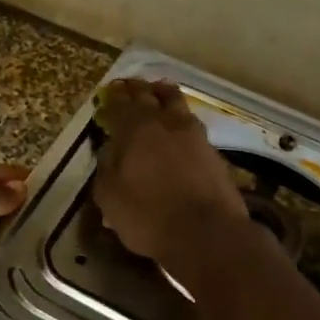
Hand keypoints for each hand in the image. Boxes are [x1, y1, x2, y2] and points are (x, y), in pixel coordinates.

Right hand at [92, 79, 245, 262]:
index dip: (113, 96)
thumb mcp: (109, 196)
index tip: (109, 91)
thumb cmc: (148, 216)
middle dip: (138, 89)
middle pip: (151, 95)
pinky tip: (179, 129)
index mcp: (135, 129)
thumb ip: (106, 168)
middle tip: (130, 85)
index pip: (121, 103)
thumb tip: (110, 151)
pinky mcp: (213, 152)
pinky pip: (192, 126)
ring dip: (164, 96)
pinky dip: (181, 121)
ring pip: (177, 104)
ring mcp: (194, 135)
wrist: (207, 234)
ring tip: (159, 93)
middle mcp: (165, 123)